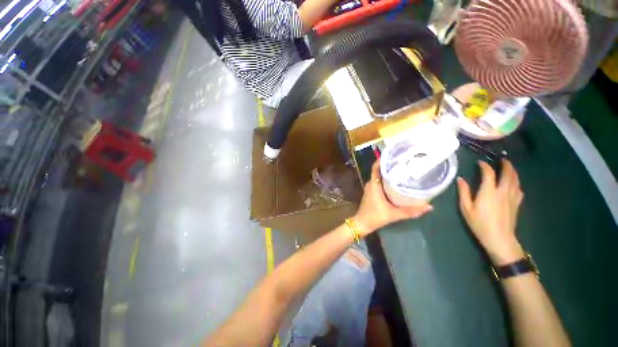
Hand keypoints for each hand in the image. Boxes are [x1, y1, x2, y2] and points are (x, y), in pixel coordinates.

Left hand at [353, 160, 432, 235]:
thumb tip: (429, 206)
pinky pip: (379, 182)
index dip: (382, 160)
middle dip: (389, 165)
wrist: (362, 223)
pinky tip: (396, 182)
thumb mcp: (393, 214)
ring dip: (388, 173)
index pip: (376, 167)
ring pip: (379, 176)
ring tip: (402, 169)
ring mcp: (370, 188)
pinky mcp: (371, 192)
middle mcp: (371, 183)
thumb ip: (410, 211)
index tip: (394, 155)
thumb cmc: (375, 217)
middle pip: (379, 170)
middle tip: (404, 162)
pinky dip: (386, 180)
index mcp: (373, 184)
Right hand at [457, 159, 524, 265]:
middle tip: (502, 159)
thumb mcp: (466, 208)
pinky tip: (514, 184)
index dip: (484, 166)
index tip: (480, 162)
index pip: (489, 173)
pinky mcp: (517, 203)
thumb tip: (460, 179)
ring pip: (516, 180)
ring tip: (509, 167)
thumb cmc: (479, 223)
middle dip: (506, 165)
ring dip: (513, 171)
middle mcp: (503, 191)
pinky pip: (519, 189)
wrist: (499, 238)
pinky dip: (516, 183)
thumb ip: (463, 192)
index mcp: (489, 191)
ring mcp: (512, 197)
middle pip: (508, 173)